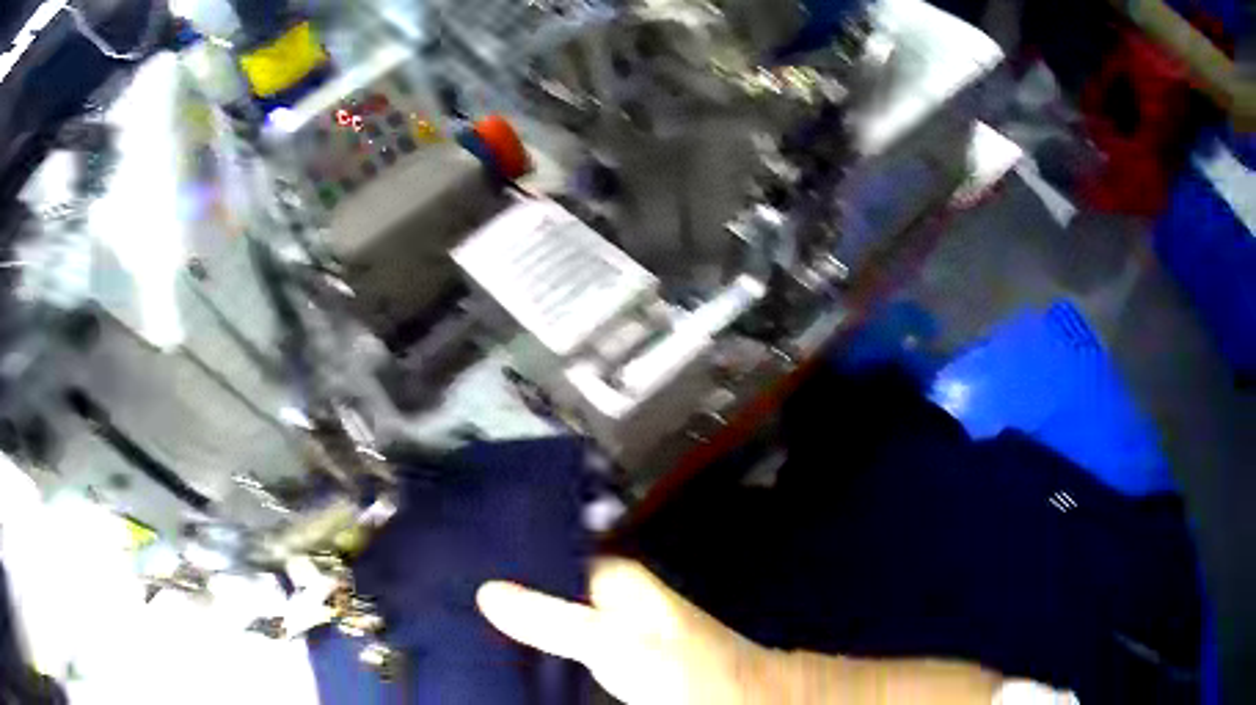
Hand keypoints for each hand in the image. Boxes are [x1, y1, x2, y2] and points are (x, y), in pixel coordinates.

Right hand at [476, 558, 780, 704]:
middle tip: (448, 594)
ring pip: (551, 614)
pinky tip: (505, 649)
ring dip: (518, 619)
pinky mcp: (610, 654)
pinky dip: (536, 643)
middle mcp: (606, 593)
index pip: (542, 552)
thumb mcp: (608, 640)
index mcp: (608, 574)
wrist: (732, 698)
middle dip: (503, 591)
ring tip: (462, 618)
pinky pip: (562, 641)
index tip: (454, 561)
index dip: (501, 557)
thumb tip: (484, 590)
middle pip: (542, 585)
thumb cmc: (675, 663)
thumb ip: (550, 618)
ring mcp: (609, 625)